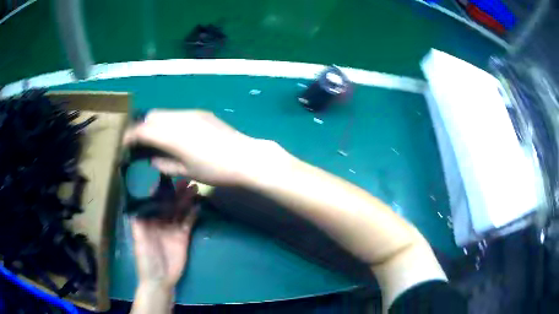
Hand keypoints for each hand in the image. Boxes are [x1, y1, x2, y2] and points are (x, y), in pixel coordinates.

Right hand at [123, 110, 286, 185]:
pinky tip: (174, 135)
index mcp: (172, 135)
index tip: (124, 144)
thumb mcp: (186, 172)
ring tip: (156, 139)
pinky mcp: (201, 112)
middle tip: (141, 144)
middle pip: (151, 116)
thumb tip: (153, 158)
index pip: (143, 130)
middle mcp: (179, 118)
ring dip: (155, 123)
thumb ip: (164, 164)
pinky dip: (168, 122)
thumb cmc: (215, 170)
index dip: (130, 136)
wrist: (245, 157)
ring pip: (164, 113)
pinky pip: (177, 113)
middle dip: (142, 128)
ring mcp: (191, 113)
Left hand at [131, 180, 198, 289]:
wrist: (160, 278)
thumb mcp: (138, 240)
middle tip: (185, 180)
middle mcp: (160, 220)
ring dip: (186, 199)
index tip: (167, 177)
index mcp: (148, 219)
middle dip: (176, 192)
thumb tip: (137, 200)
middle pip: (169, 203)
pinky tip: (198, 205)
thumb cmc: (145, 259)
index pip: (154, 201)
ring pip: (180, 210)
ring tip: (195, 187)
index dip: (160, 189)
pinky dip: (193, 213)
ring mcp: (172, 228)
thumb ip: (138, 222)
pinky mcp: (183, 236)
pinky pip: (188, 222)